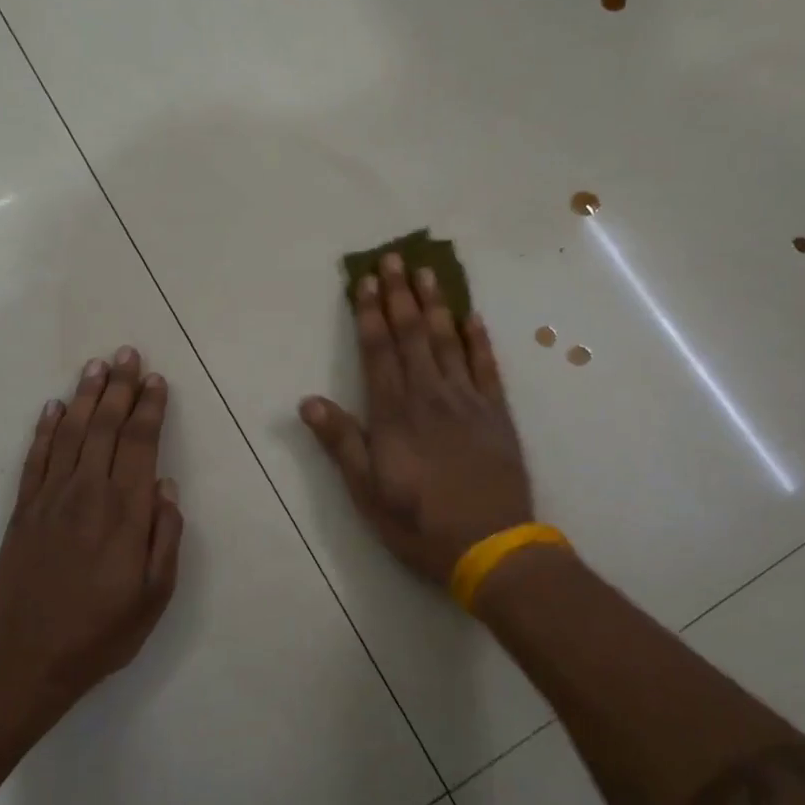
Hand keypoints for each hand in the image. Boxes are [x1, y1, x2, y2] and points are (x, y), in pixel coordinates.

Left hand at [0, 347, 183, 713]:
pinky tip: (55, 406)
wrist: (29, 658)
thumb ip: (165, 536)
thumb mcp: (155, 594)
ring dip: (86, 396)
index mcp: (126, 512)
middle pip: (107, 427)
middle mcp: (89, 493)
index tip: (156, 380)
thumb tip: (166, 485)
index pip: (141, 444)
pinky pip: (36, 457)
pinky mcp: (23, 509)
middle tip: (128, 354)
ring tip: (97, 365)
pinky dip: (47, 428)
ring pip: (72, 432)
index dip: (149, 408)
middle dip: (120, 387)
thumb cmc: (102, 630)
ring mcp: (51, 498)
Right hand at [300, 252, 534, 588]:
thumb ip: (340, 442)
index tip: (365, 280)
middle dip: (400, 295)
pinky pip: (487, 367)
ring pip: (448, 341)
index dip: (369, 314)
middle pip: (412, 335)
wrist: (492, 546)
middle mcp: (429, 396)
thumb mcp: (367, 491)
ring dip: (436, 305)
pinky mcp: (497, 414)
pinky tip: (473, 317)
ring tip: (428, 273)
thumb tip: (307, 401)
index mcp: (394, 414)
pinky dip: (478, 340)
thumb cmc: (419, 523)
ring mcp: (467, 401)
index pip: (378, 351)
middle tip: (395, 257)